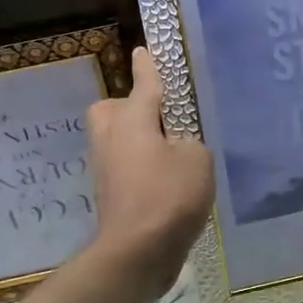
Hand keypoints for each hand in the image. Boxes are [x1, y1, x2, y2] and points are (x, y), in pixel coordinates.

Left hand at [86, 46, 214, 300]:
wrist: (136, 252)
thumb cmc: (168, 198)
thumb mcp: (196, 161)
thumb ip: (190, 143)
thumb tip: (176, 147)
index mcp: (133, 120)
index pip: (144, 84)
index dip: (148, 67)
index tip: (143, 50)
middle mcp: (112, 138)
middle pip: (113, 109)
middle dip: (131, 107)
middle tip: (160, 118)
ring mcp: (106, 168)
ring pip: (117, 139)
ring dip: (137, 140)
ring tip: (169, 152)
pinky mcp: (109, 194)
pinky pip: (124, 166)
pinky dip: (140, 168)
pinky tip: (166, 182)